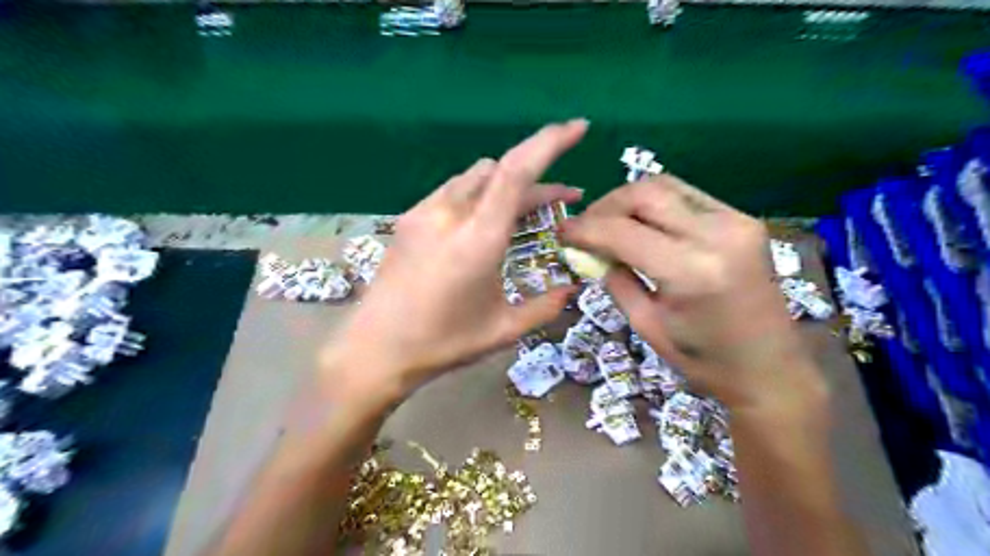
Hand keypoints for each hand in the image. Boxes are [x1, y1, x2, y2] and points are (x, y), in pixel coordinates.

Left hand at [326, 119, 585, 398]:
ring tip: (528, 209)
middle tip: (565, 199)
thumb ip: (546, 306)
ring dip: (508, 184)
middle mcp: (450, 213)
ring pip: (476, 176)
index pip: (517, 171)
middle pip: (501, 170)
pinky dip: (481, 194)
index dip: (550, 142)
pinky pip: (454, 190)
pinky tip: (486, 221)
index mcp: (478, 238)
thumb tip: (573, 289)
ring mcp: (424, 212)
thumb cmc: (442, 343)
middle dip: (539, 177)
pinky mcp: (409, 219)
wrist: (374, 349)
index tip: (578, 128)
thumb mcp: (503, 329)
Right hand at [560, 176, 824, 411]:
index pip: (622, 231)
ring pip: (666, 186)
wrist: (770, 368)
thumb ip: (616, 281)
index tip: (562, 233)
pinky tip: (643, 224)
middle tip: (585, 228)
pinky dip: (656, 204)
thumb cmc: (705, 361)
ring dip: (629, 200)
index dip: (585, 229)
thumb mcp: (647, 326)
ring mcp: (736, 221)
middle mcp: (717, 234)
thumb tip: (592, 253)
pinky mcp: (743, 220)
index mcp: (691, 271)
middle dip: (605, 206)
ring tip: (609, 223)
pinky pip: (687, 196)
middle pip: (645, 193)